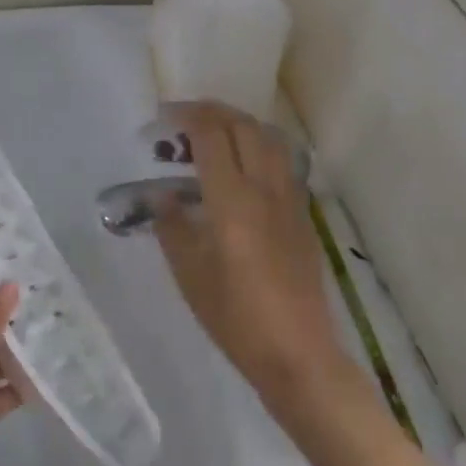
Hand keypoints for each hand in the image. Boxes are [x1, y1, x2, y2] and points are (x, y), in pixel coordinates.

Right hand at [152, 101, 343, 401]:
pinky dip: (261, 147)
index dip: (187, 116)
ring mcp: (290, 200)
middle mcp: (264, 189)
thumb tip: (163, 195)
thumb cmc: (235, 318)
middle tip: (187, 118)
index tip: (165, 116)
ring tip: (217, 133)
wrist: (298, 353)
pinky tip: (246, 167)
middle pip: (244, 127)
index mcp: (232, 200)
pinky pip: (283, 163)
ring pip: (270, 139)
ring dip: (241, 124)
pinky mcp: (303, 215)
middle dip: (214, 112)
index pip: (211, 136)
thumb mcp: (189, 275)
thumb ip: (172, 227)